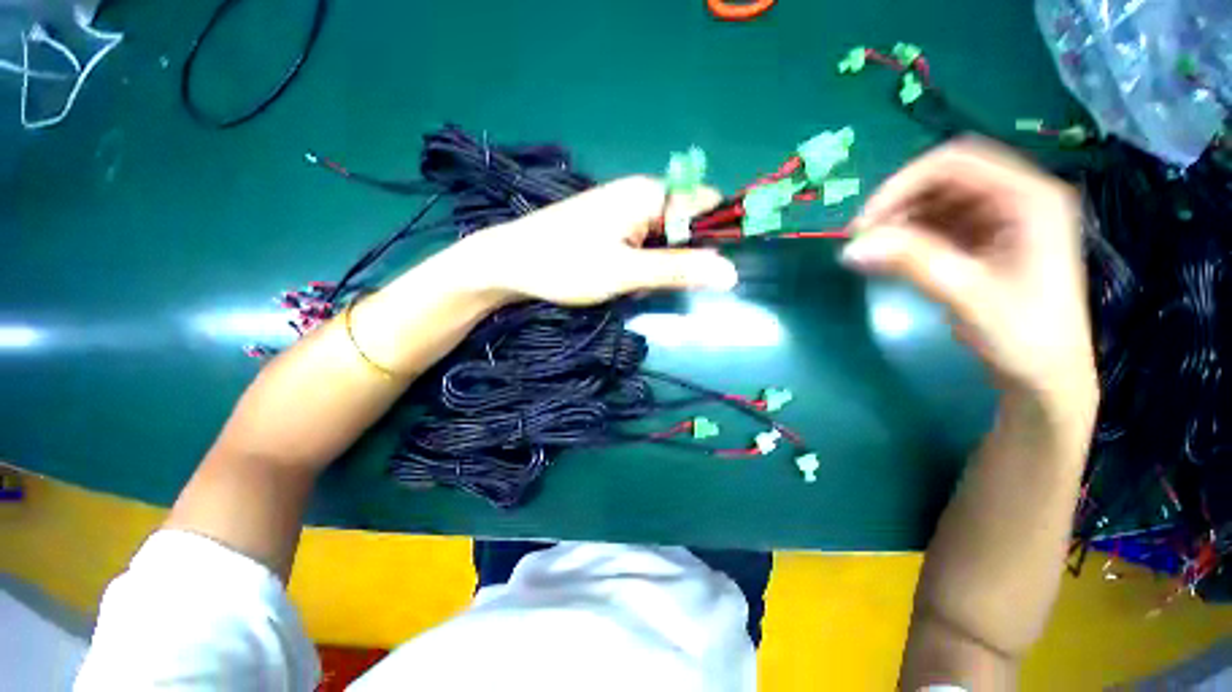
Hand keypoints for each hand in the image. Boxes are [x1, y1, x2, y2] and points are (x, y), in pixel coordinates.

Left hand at [453, 176, 738, 305]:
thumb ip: (678, 270)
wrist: (510, 263)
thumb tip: (730, 273)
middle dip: (679, 258)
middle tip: (655, 282)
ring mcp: (622, 211)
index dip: (713, 237)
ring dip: (657, 265)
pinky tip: (621, 278)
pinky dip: (640, 264)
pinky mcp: (609, 226)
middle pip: (683, 224)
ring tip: (632, 283)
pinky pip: (641, 244)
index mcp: (649, 194)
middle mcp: (639, 195)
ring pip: (662, 238)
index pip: (704, 205)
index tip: (703, 272)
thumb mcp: (626, 272)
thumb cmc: (566, 264)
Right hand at [841, 139, 1095, 408]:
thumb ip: (912, 263)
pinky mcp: (986, 241)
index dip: (902, 185)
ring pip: (937, 200)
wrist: (1045, 378)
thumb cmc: (1024, 337)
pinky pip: (938, 224)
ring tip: (872, 251)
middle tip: (862, 239)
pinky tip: (891, 257)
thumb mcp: (969, 296)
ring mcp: (1002, 220)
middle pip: (944, 178)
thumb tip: (851, 248)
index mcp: (1030, 198)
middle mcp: (1017, 198)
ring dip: (899, 220)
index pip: (955, 163)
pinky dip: (908, 236)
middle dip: (897, 203)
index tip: (864, 224)